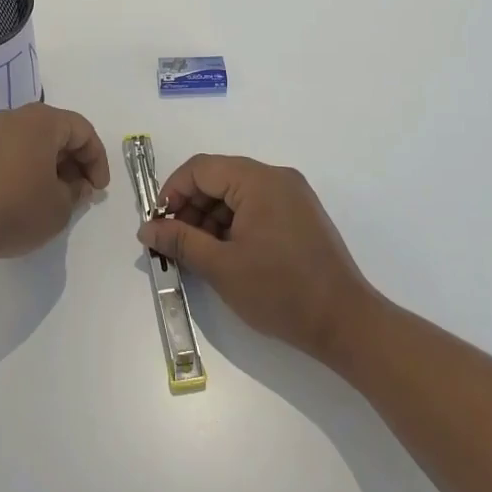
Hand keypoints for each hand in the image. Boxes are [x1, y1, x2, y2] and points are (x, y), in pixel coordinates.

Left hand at [0, 104, 109, 263]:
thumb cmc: (12, 208)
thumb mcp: (58, 208)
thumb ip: (76, 193)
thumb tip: (75, 184)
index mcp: (42, 121)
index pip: (83, 130)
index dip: (97, 160)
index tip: (98, 190)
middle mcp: (16, 117)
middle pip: (57, 132)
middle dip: (75, 162)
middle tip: (80, 193)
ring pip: (33, 143)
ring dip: (51, 167)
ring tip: (54, 199)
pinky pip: (12, 152)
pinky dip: (27, 170)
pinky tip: (25, 199)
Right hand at [140, 155, 377, 360]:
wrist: (345, 323)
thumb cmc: (280, 291)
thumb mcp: (221, 267)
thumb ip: (180, 241)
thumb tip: (146, 229)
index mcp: (259, 180)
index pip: (201, 168)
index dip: (172, 192)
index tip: (158, 224)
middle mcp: (277, 178)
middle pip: (219, 178)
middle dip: (191, 207)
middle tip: (174, 243)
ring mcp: (293, 196)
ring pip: (236, 193)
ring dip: (211, 218)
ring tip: (198, 254)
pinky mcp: (301, 215)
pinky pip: (257, 206)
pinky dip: (234, 224)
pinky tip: (225, 254)